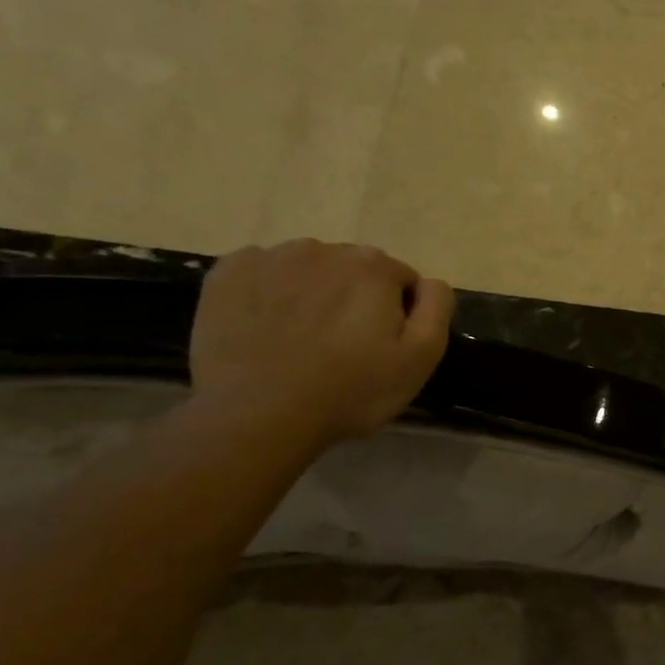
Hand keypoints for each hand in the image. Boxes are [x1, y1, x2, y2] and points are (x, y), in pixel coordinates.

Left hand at [189, 240, 453, 445]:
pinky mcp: (227, 273)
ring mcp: (272, 257)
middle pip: (353, 270)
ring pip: (308, 269)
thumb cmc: (350, 391)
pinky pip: (261, 273)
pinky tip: (265, 328)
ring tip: (300, 339)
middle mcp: (325, 248)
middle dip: (353, 299)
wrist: (256, 416)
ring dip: (312, 293)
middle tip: (341, 347)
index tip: (379, 348)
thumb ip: (437, 308)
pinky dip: (267, 293)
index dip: (396, 315)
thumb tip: (430, 282)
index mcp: (375, 266)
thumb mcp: (421, 358)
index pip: (401, 281)